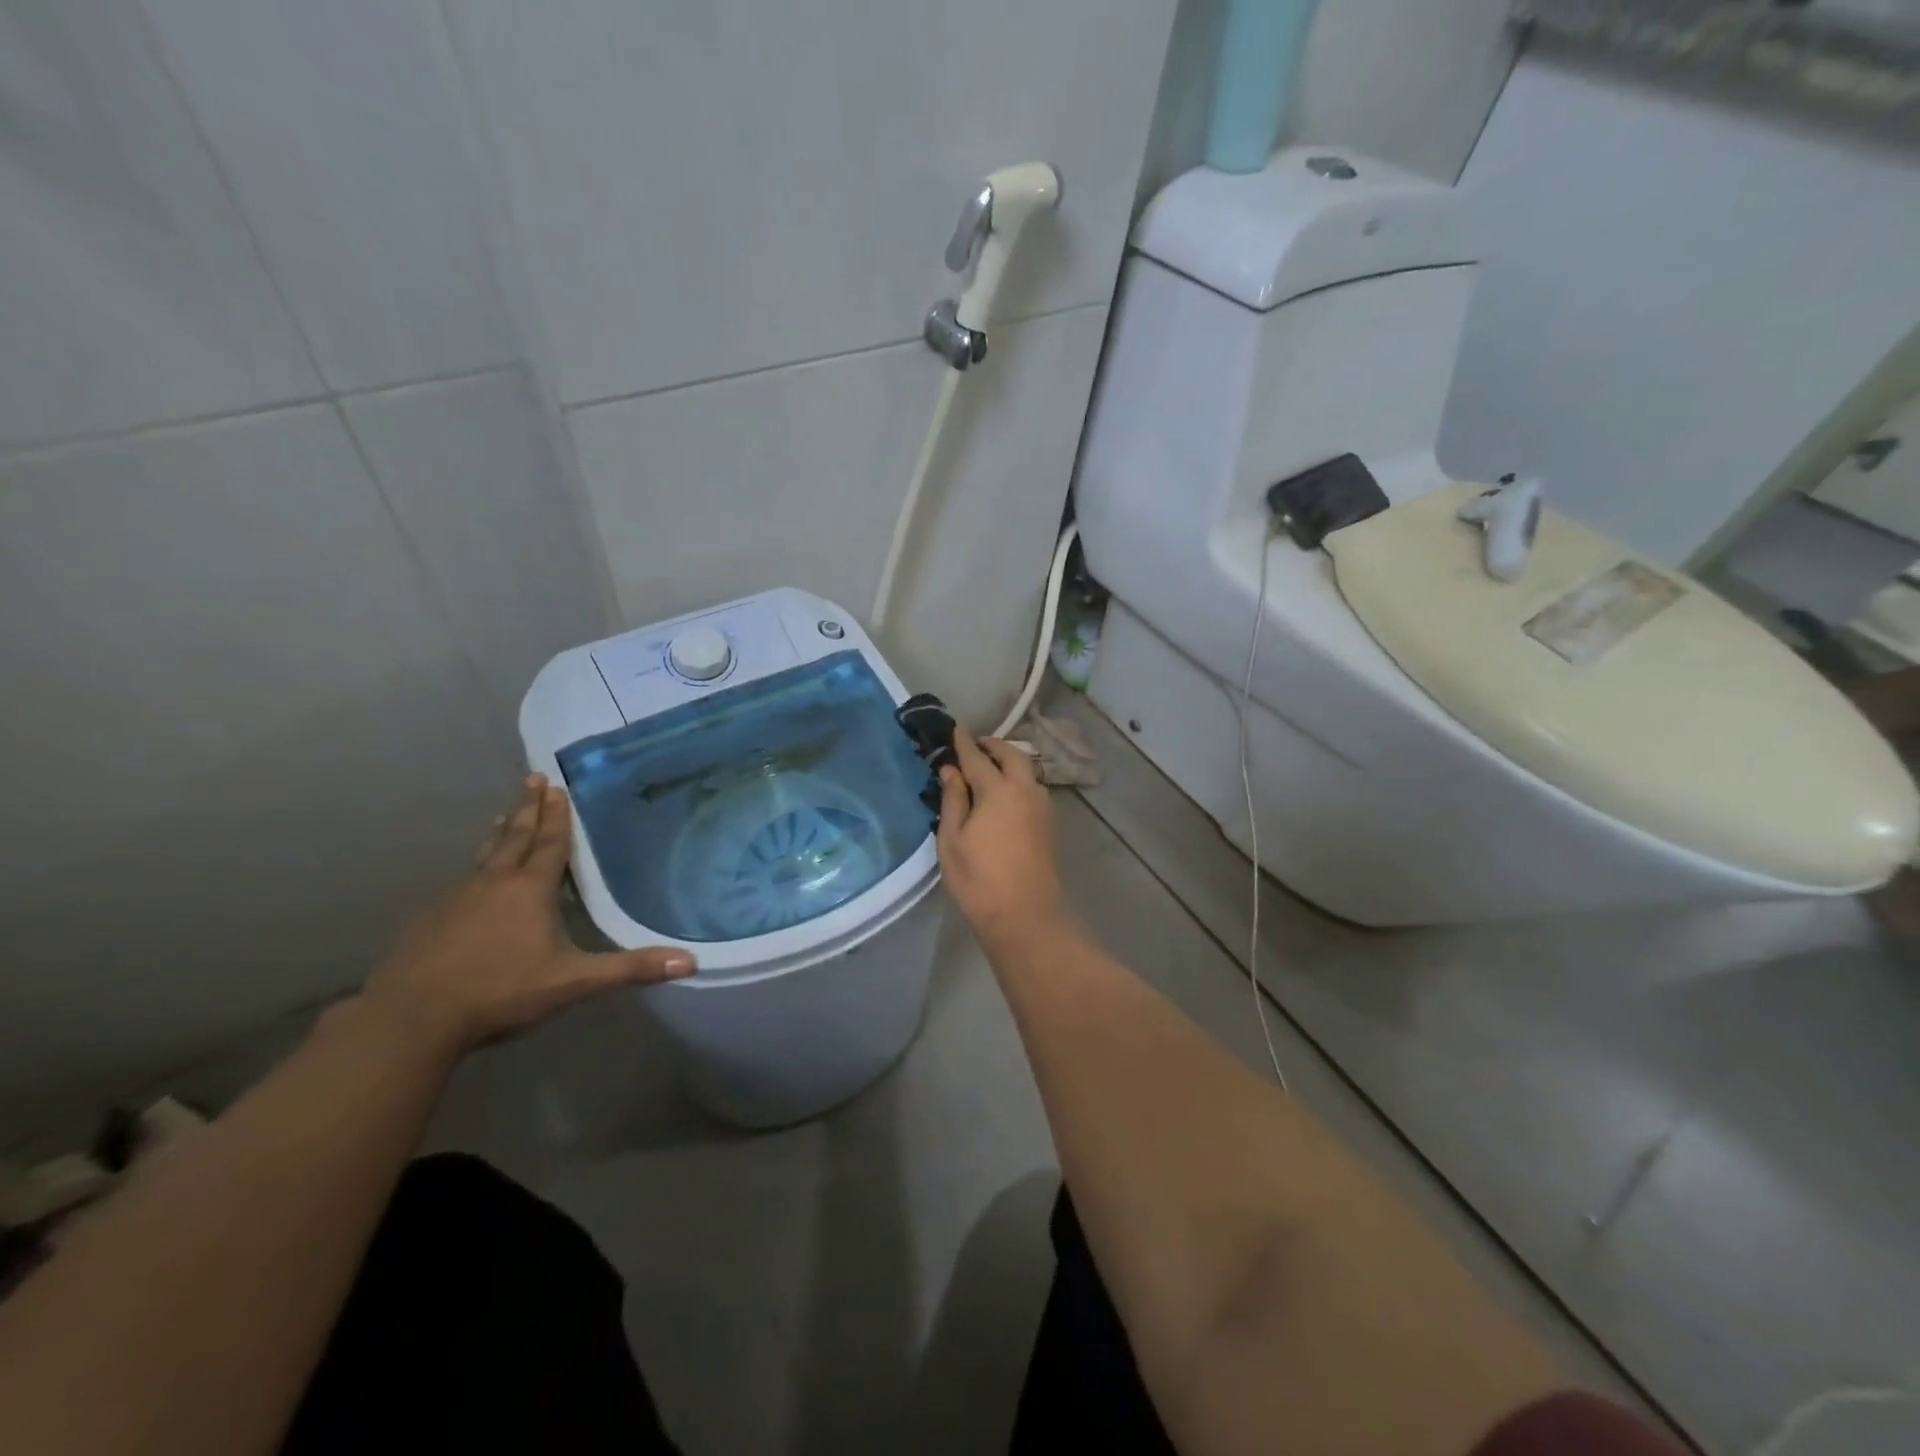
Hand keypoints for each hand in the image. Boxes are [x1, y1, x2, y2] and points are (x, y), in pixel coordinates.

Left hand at [361, 775, 694, 1055]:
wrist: (410, 1018)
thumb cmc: (501, 991)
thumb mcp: (573, 982)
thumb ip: (629, 969)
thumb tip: (690, 961)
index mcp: (529, 889)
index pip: (549, 843)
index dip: (557, 815)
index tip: (557, 785)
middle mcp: (493, 883)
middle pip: (514, 836)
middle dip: (527, 808)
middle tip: (532, 779)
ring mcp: (456, 899)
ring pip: (484, 856)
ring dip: (499, 833)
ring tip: (502, 816)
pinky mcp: (430, 919)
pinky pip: (462, 881)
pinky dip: (476, 867)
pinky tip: (472, 879)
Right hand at [937, 728, 1068, 952]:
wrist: (1025, 915)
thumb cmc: (979, 879)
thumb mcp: (952, 839)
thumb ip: (953, 799)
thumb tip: (952, 770)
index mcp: (998, 790)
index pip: (977, 757)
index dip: (963, 742)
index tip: (954, 728)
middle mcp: (1025, 789)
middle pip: (1010, 755)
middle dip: (991, 745)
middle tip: (973, 745)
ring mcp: (1041, 805)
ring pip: (1026, 769)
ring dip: (1008, 760)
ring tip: (987, 765)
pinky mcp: (1048, 822)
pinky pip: (1032, 786)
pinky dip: (1017, 777)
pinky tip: (1004, 790)